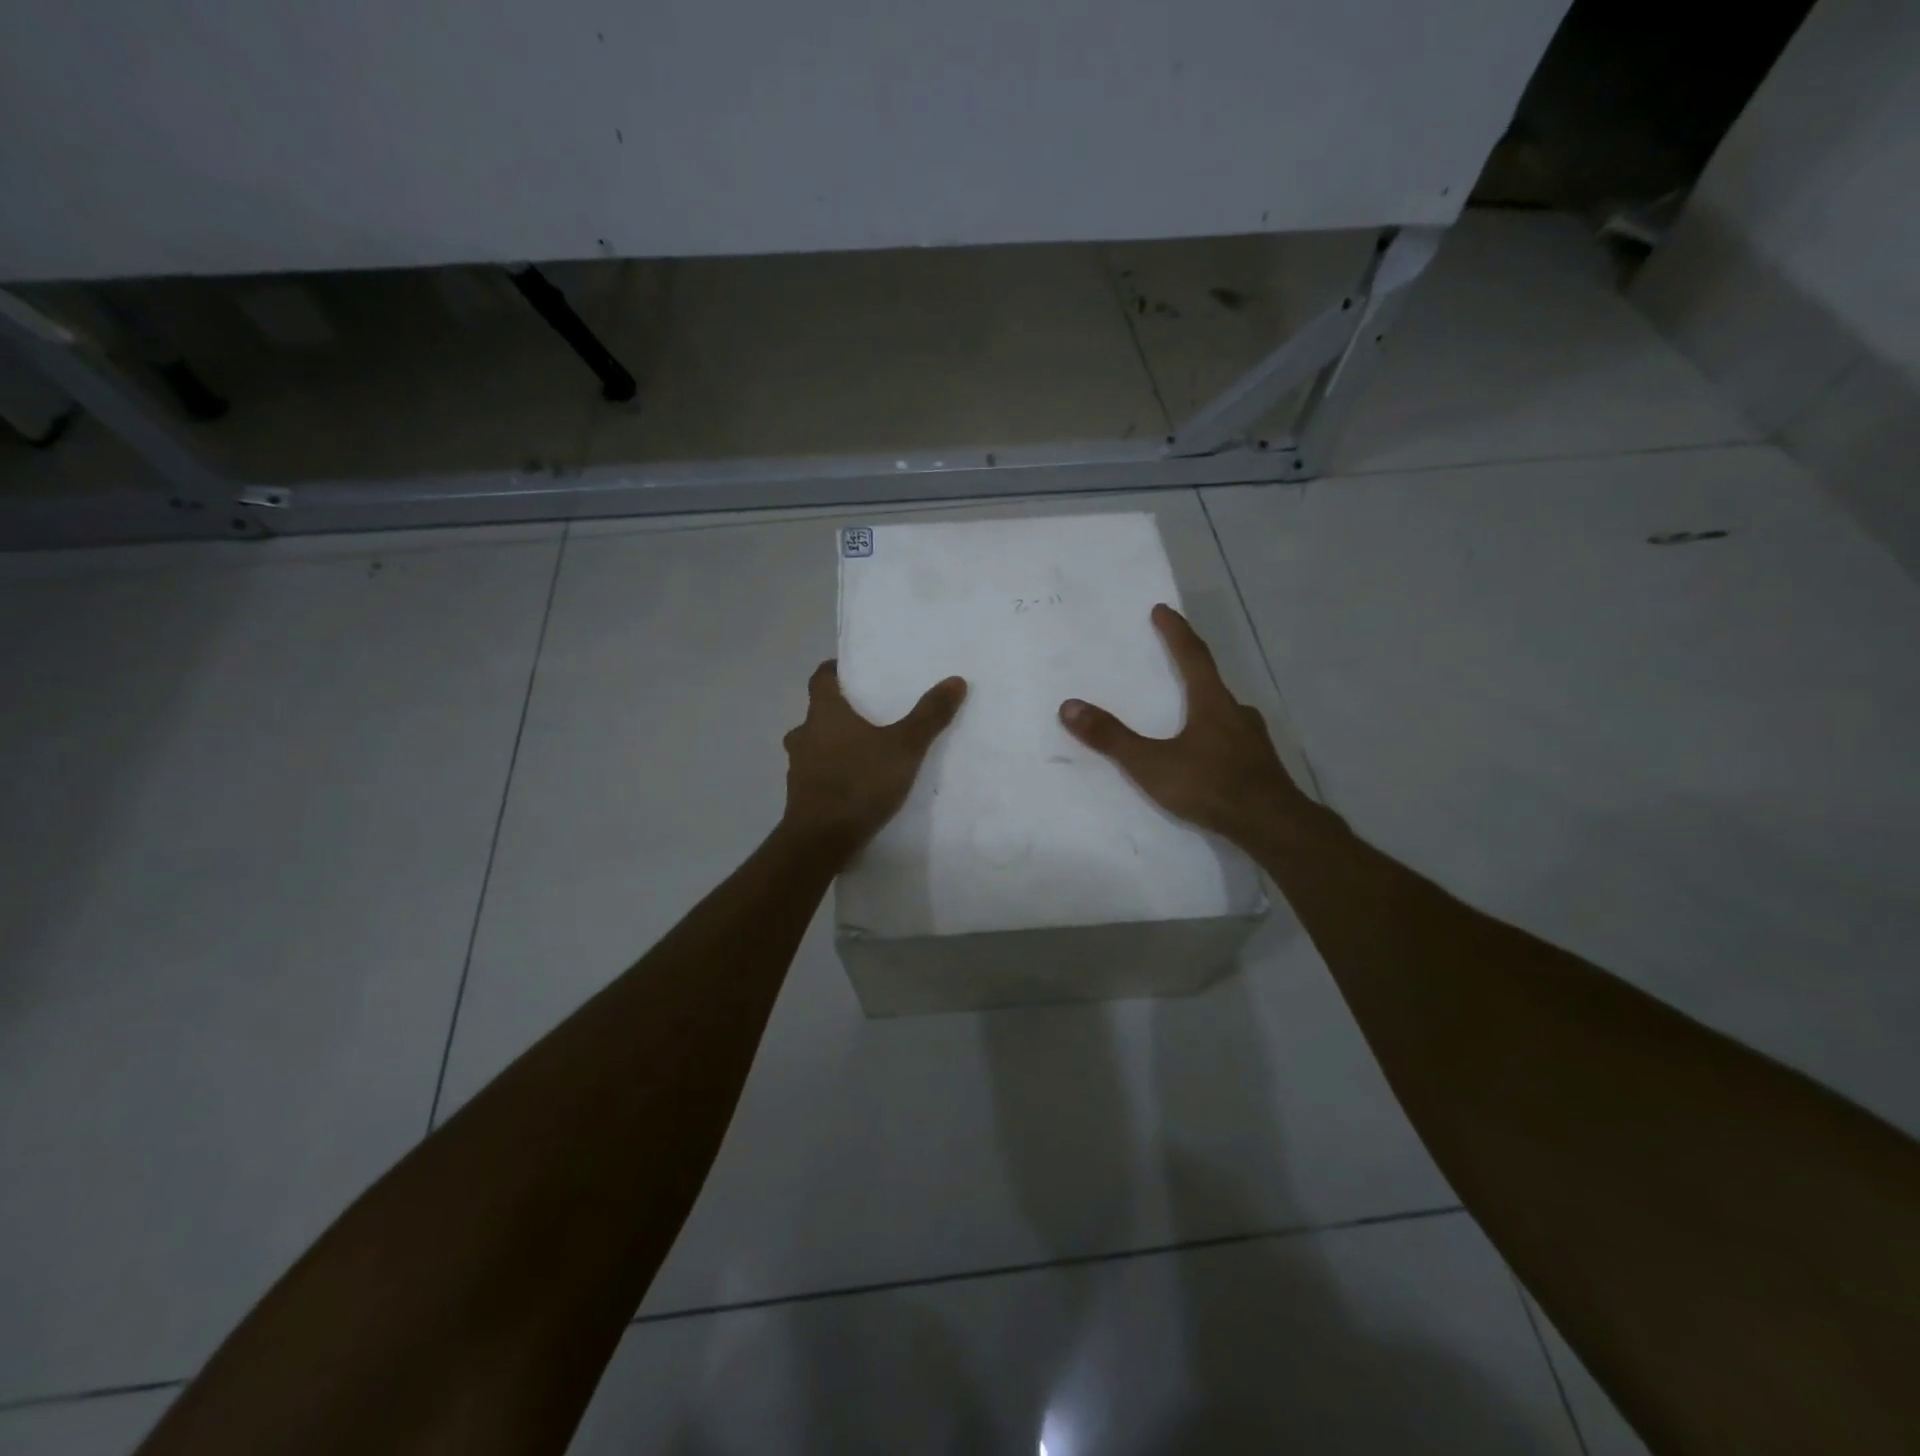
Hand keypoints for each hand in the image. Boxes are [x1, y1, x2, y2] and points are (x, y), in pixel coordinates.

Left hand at [782, 661, 966, 856]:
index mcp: (823, 713)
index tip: (852, 671)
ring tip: (866, 751)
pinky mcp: (800, 796)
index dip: (835, 671)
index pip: (820, 678)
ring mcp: (798, 768)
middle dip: (841, 712)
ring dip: (834, 745)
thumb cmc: (859, 783)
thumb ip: (929, 715)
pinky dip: (833, 773)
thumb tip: (955, 680)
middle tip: (869, 714)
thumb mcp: (904, 747)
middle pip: (818, 713)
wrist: (820, 841)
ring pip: (815, 746)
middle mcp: (804, 735)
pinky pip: (817, 774)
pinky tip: (856, 784)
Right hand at [1059, 604, 1308, 845]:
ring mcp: (1254, 740)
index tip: (1163, 610)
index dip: (1176, 632)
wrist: (1271, 826)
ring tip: (1186, 713)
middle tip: (1172, 663)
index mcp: (1212, 702)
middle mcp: (1237, 713)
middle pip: (1212, 682)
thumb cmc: (1210, 785)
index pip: (1193, 656)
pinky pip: (1233, 741)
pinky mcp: (1261, 766)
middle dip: (1192, 670)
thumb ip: (1112, 738)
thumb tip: (1069, 706)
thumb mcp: (1152, 763)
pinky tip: (1208, 755)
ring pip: (1225, 713)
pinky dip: (1216, 737)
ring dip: (1205, 707)